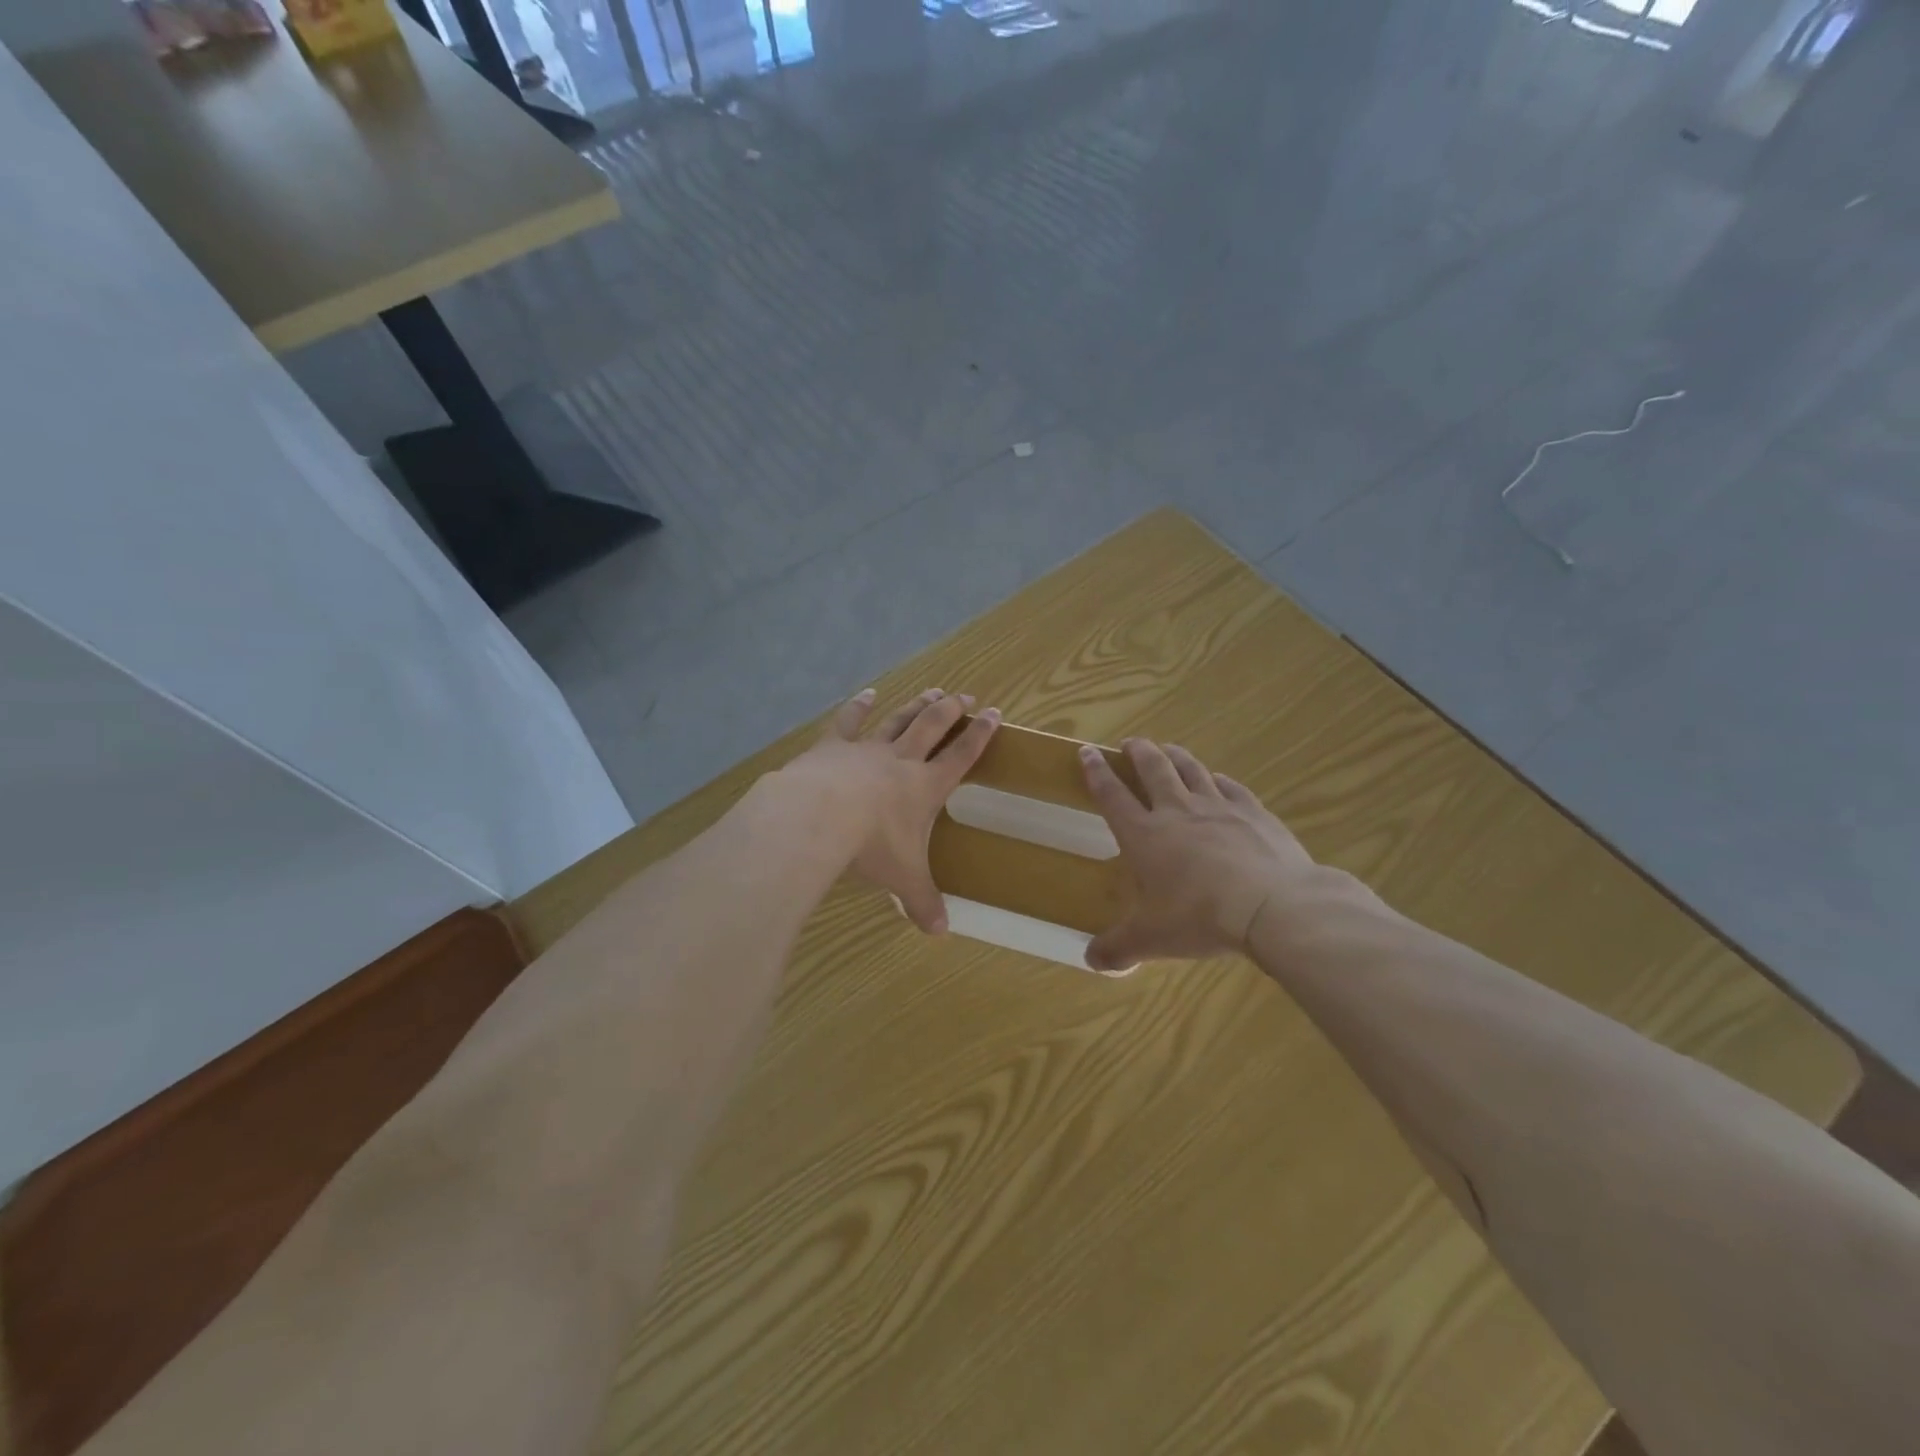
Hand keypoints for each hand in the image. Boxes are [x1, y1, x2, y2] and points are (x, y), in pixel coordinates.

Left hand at [783, 688, 1000, 933]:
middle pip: (932, 727)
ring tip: (932, 690)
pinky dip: (859, 706)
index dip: (980, 735)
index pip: (961, 756)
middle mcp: (901, 760)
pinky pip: (849, 721)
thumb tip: (940, 934)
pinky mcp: (833, 746)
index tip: (994, 713)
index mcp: (925, 786)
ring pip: (898, 720)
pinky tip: (867, 694)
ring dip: (916, 704)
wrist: (818, 816)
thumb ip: (922, 901)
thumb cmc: (871, 845)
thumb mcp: (903, 878)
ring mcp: (866, 749)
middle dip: (951, 710)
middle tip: (964, 695)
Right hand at [1078, 739, 1316, 971]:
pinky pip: (1231, 786)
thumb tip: (1090, 962)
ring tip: (1168, 749)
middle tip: (1131, 743)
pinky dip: (1218, 779)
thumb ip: (1118, 948)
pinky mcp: (1253, 812)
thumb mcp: (1151, 939)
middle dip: (1138, 752)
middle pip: (1153, 768)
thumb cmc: (1200, 917)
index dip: (1096, 771)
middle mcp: (1177, 810)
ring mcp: (1218, 807)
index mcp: (1144, 834)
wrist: (1272, 905)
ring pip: (1191, 769)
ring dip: (1175, 755)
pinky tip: (1218, 780)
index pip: (1112, 794)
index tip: (1087, 751)